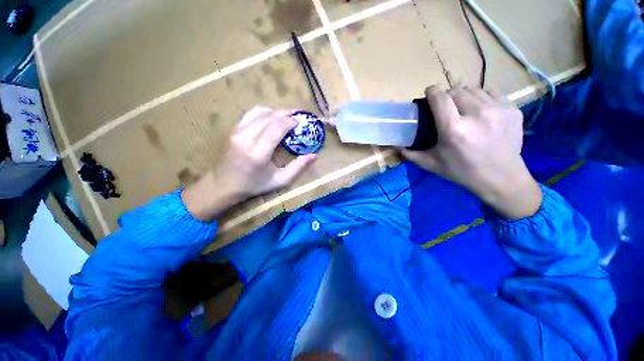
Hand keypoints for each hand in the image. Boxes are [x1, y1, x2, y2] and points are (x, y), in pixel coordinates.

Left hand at [182, 107, 316, 220]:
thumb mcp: (280, 181)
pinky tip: (272, 117)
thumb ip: (298, 167)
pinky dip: (264, 112)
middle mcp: (246, 138)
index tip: (301, 122)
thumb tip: (314, 155)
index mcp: (258, 153)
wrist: (224, 184)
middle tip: (298, 115)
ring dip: (276, 111)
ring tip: (287, 116)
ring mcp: (237, 131)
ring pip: (260, 112)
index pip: (276, 127)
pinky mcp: (233, 129)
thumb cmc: (254, 185)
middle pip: (269, 117)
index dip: (290, 121)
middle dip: (286, 113)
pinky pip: (251, 113)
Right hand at [402, 86, 541, 218]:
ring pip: (474, 89)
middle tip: (444, 106)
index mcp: (453, 129)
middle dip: (446, 95)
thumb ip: (411, 154)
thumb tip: (397, 146)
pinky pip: (491, 92)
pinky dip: (481, 98)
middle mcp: (476, 114)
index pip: (440, 97)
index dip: (432, 91)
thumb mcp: (431, 164)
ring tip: (462, 108)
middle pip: (456, 90)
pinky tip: (480, 110)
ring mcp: (497, 109)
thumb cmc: (461, 171)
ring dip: (463, 95)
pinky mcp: (512, 109)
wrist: (500, 177)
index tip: (428, 93)